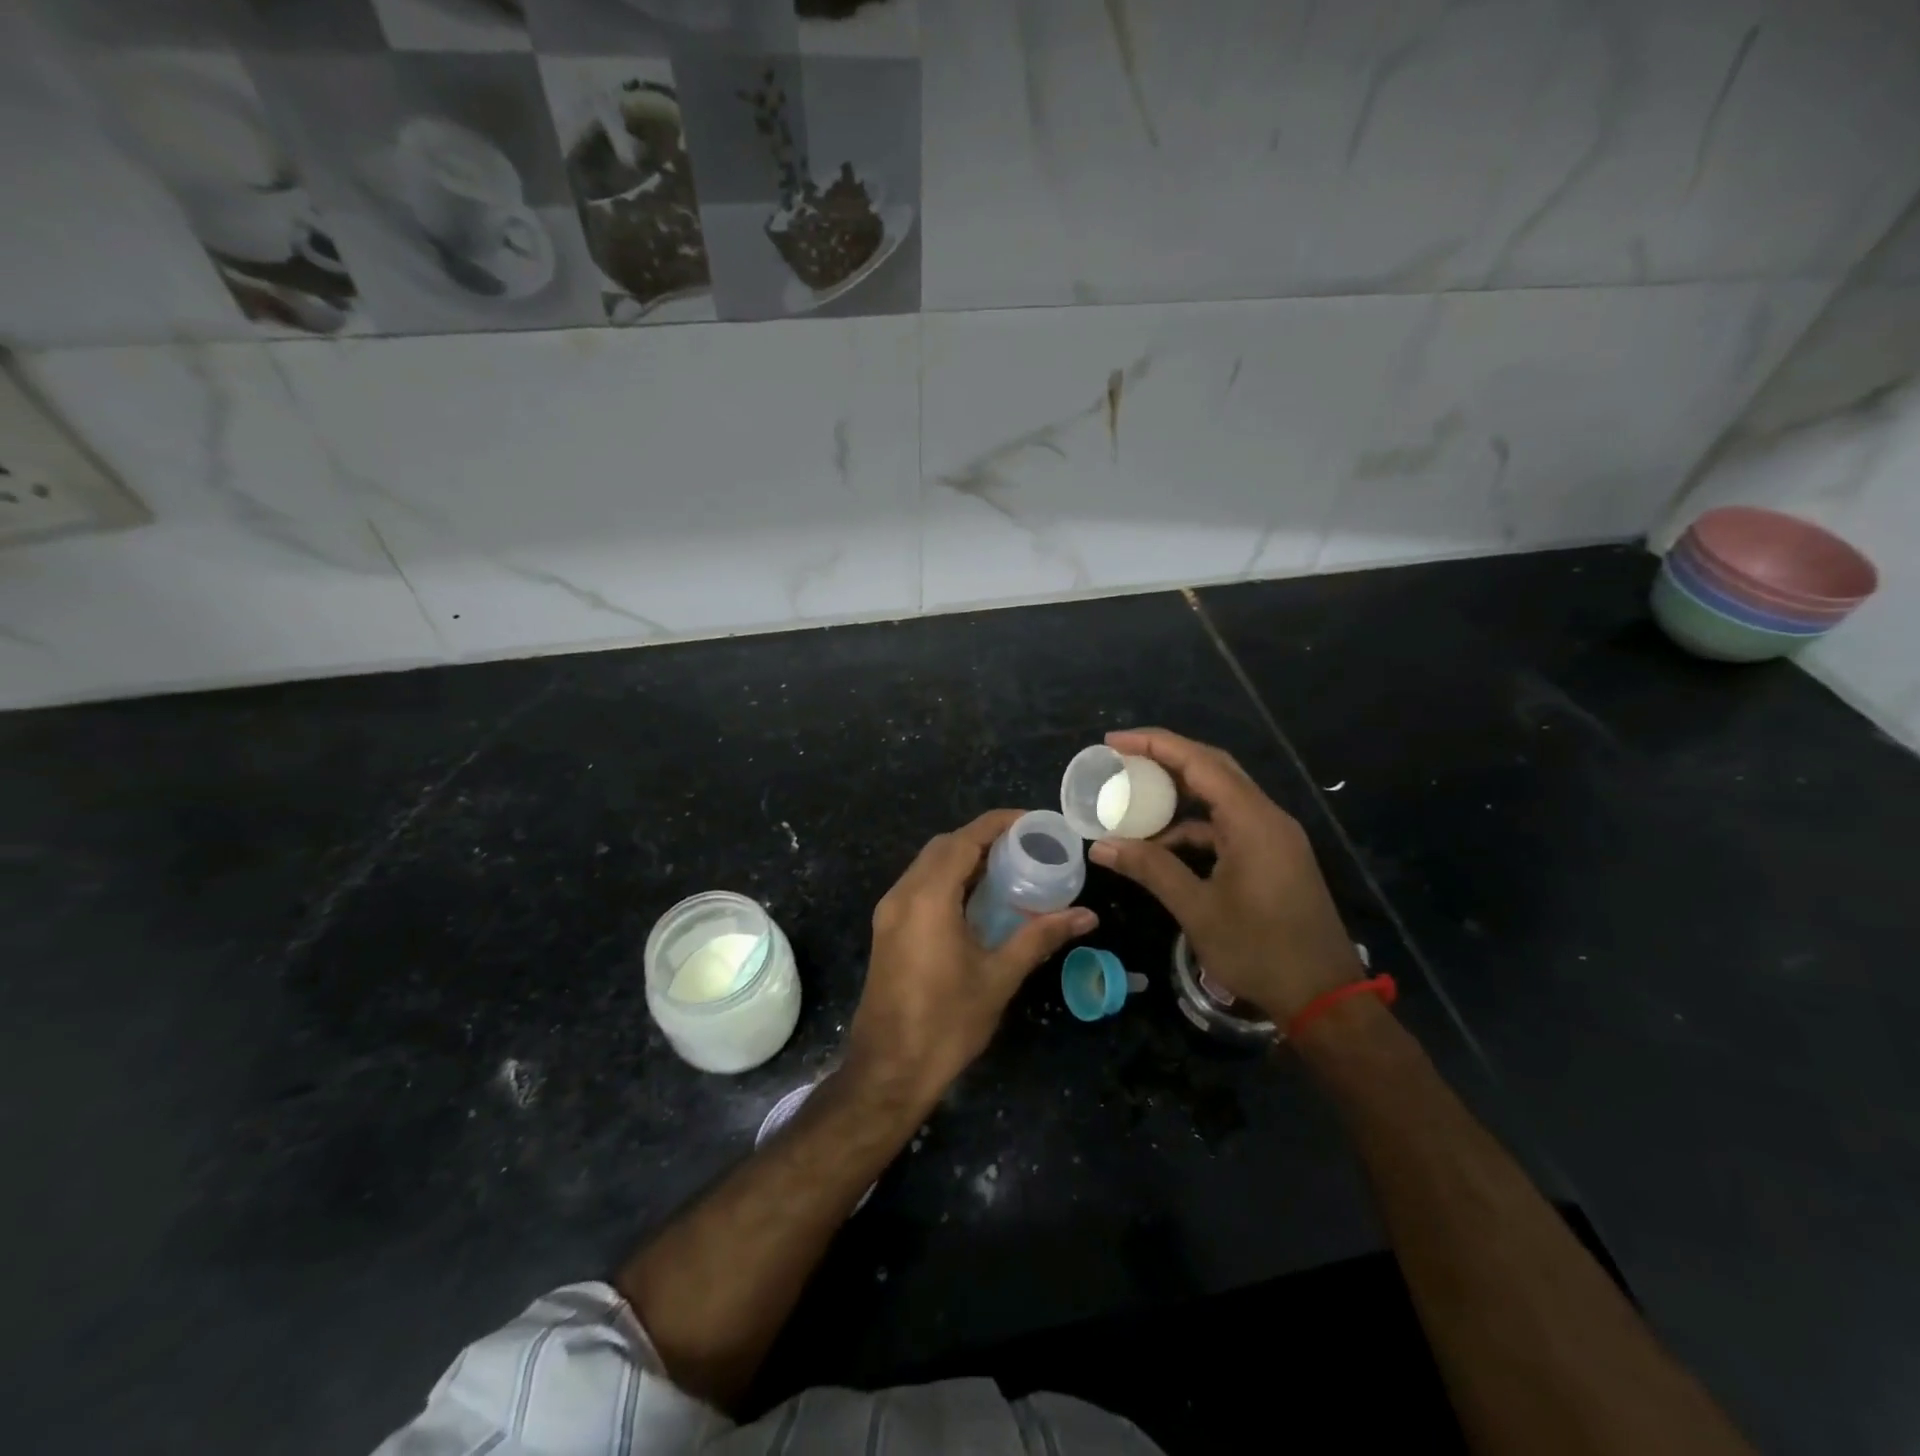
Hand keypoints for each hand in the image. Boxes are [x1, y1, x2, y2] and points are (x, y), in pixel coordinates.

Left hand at [846, 809, 1096, 1104]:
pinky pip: (918, 886)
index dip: (998, 823)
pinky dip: (947, 879)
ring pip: (927, 865)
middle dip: (982, 838)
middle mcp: (902, 895)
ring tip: (1006, 868)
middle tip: (1024, 847)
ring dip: (963, 858)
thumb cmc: (947, 1022)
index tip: (1033, 822)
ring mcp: (889, 912)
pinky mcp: (887, 929)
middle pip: (943, 846)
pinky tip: (975, 899)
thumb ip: (1040, 937)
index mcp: (928, 898)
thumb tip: (1086, 915)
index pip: (964, 840)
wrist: (888, 1069)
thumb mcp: (999, 977)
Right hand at [1088, 728, 1361, 1024]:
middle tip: (1120, 759)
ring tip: (1133, 802)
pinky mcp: (1273, 856)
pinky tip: (1163, 848)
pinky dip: (1193, 829)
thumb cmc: (1260, 950)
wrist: (1323, 998)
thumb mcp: (1197, 909)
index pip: (1199, 763)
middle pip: (1213, 769)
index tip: (1113, 742)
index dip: (1154, 745)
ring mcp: (1273, 837)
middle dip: (1165, 759)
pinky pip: (1228, 826)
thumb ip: (1150, 869)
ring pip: (1220, 798)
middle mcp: (1267, 818)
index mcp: (1252, 821)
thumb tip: (1102, 847)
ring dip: (1178, 797)